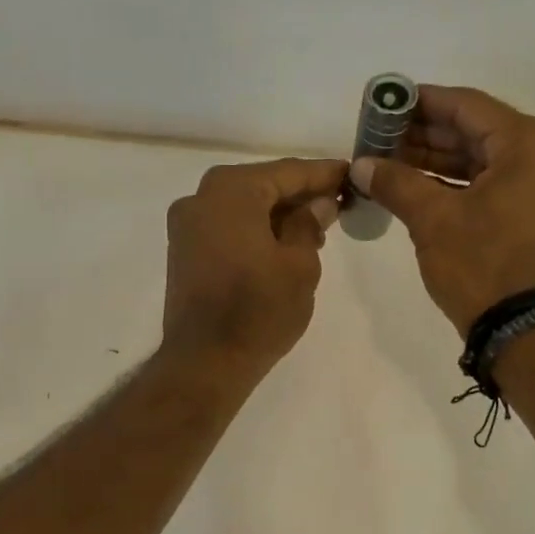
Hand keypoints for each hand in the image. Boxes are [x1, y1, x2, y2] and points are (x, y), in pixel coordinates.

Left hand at [162, 158, 346, 378]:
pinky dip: (254, 230)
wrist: (205, 361)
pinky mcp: (183, 252)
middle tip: (337, 204)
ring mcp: (186, 225)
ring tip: (316, 229)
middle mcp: (200, 197)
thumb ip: (309, 224)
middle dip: (300, 194)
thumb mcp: (299, 265)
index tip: (351, 175)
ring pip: (243, 207)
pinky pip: (227, 228)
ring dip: (277, 214)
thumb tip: (318, 204)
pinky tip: (282, 245)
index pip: (288, 171)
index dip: (323, 174)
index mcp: (231, 190)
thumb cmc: (259, 310)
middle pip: (262, 185)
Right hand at [349, 86, 534, 334]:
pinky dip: (463, 184)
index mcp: (532, 143)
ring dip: (442, 161)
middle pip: (479, 132)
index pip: (467, 107)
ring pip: (488, 160)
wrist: (525, 332)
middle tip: (382, 137)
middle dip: (427, 135)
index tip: (386, 103)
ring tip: (393, 161)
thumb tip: (360, 165)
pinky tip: (422, 185)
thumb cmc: (482, 266)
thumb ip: (396, 182)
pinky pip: (500, 184)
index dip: (421, 103)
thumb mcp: (432, 220)